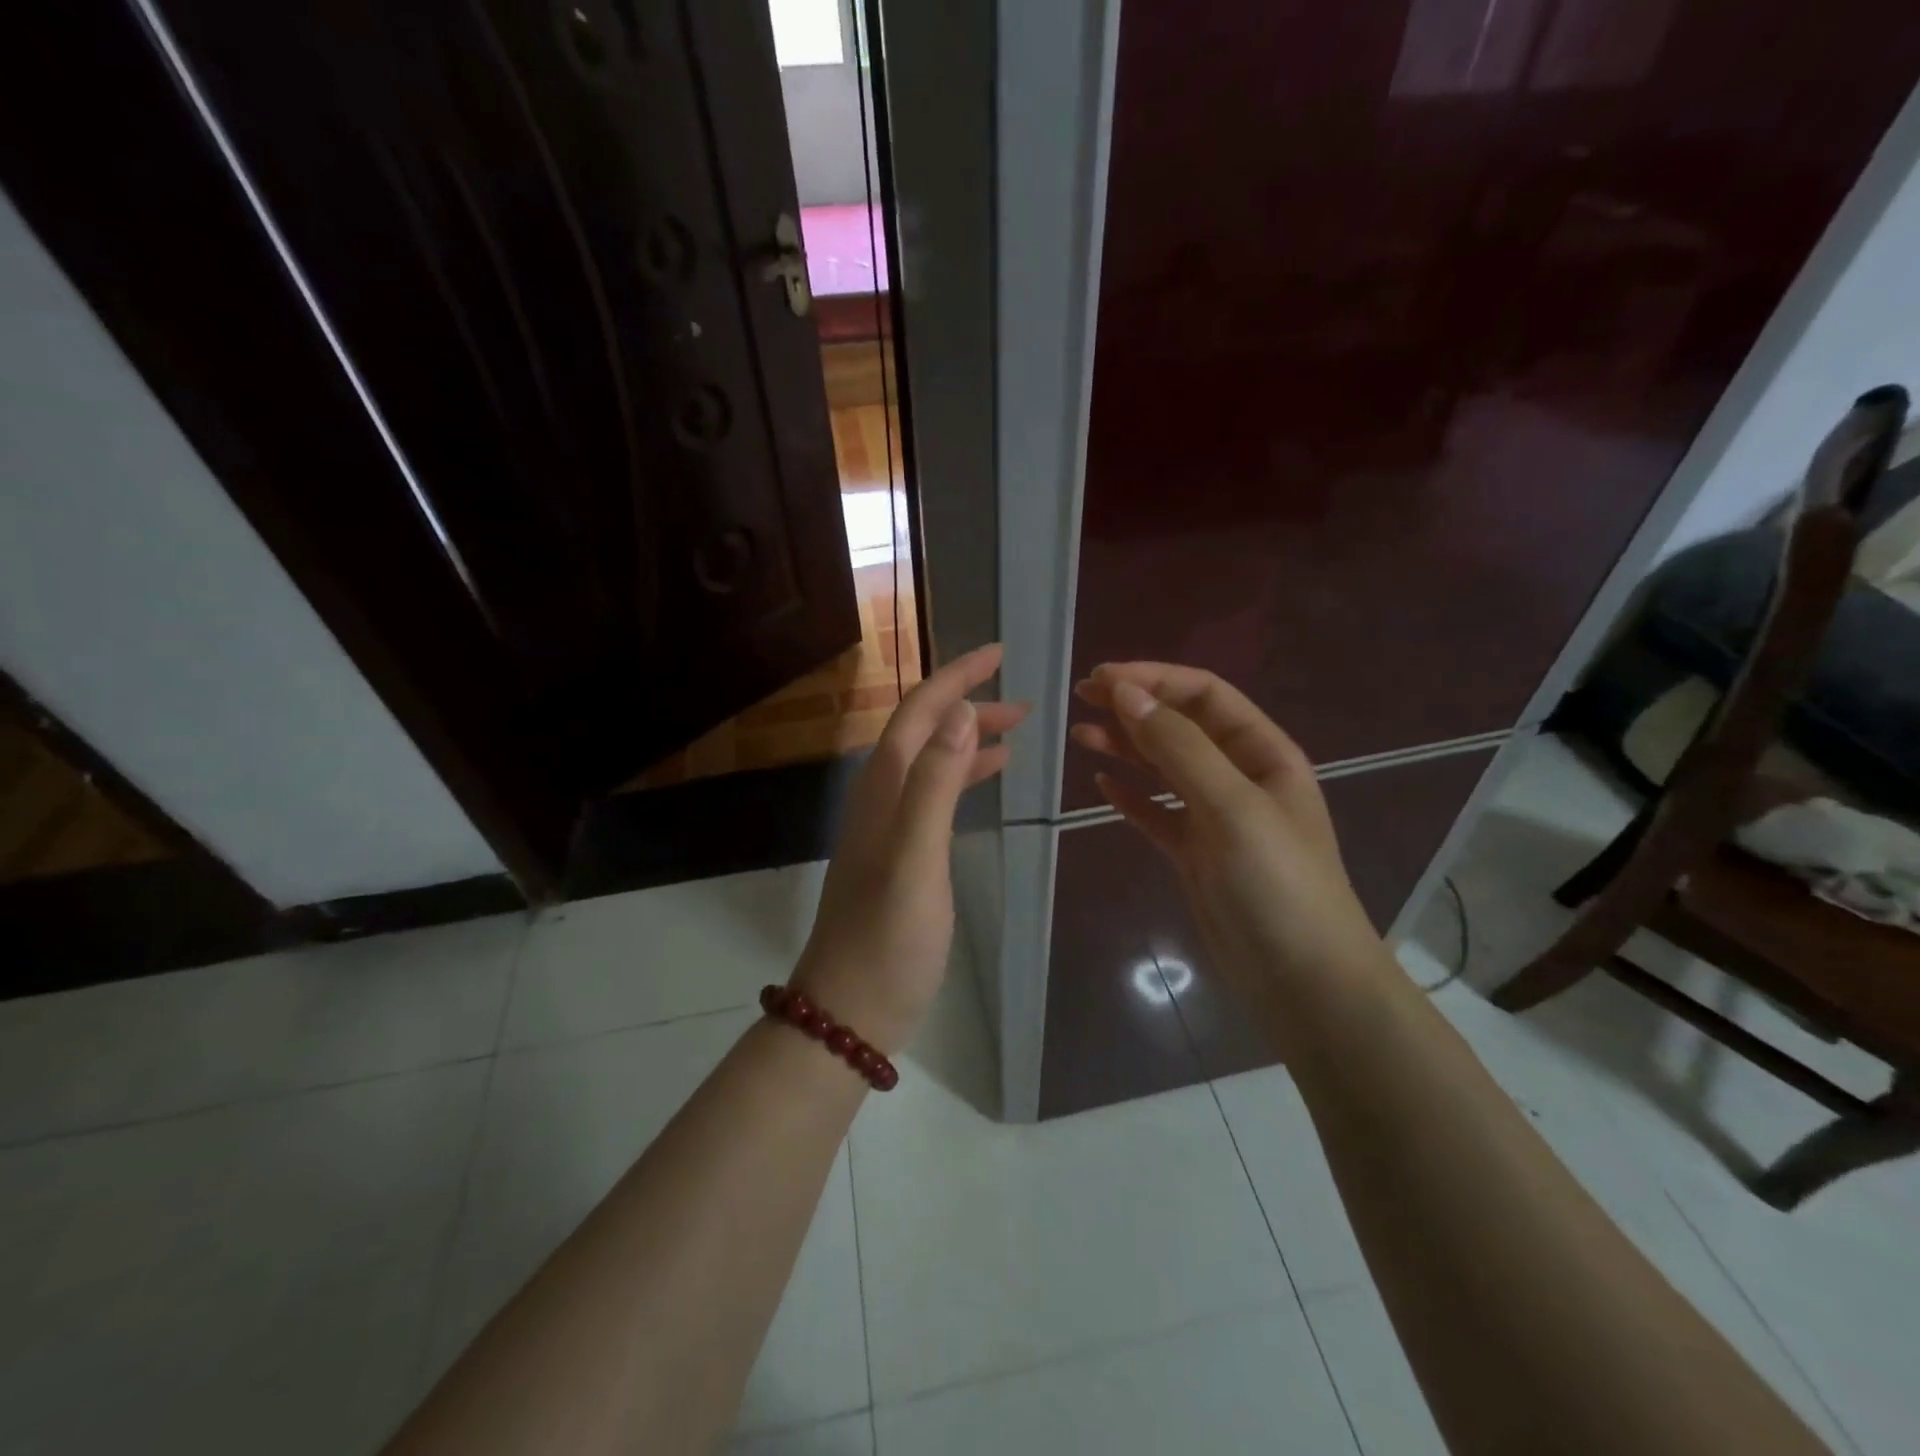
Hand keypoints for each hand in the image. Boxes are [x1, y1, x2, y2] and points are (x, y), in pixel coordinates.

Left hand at [795, 644, 1029, 1053]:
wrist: (851, 1008)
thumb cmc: (888, 937)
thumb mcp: (917, 856)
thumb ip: (936, 783)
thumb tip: (960, 710)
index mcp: (884, 788)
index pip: (920, 712)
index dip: (957, 677)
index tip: (999, 653)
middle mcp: (882, 796)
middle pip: (924, 731)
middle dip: (968, 703)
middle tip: (1023, 698)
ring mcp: (890, 826)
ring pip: (932, 761)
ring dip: (970, 738)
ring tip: (1017, 731)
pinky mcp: (902, 854)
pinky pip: (936, 795)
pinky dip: (964, 776)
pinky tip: (989, 779)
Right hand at [1071, 663, 1383, 1027]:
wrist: (1304, 982)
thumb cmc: (1277, 884)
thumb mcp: (1232, 806)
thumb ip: (1179, 747)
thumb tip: (1127, 692)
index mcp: (1263, 753)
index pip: (1204, 696)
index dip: (1154, 679)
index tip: (1101, 679)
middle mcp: (1240, 777)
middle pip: (1180, 726)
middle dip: (1134, 707)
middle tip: (1081, 698)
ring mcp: (1216, 818)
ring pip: (1164, 768)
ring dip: (1125, 747)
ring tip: (1080, 734)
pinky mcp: (1196, 855)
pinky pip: (1157, 814)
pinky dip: (1131, 797)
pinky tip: (1102, 786)